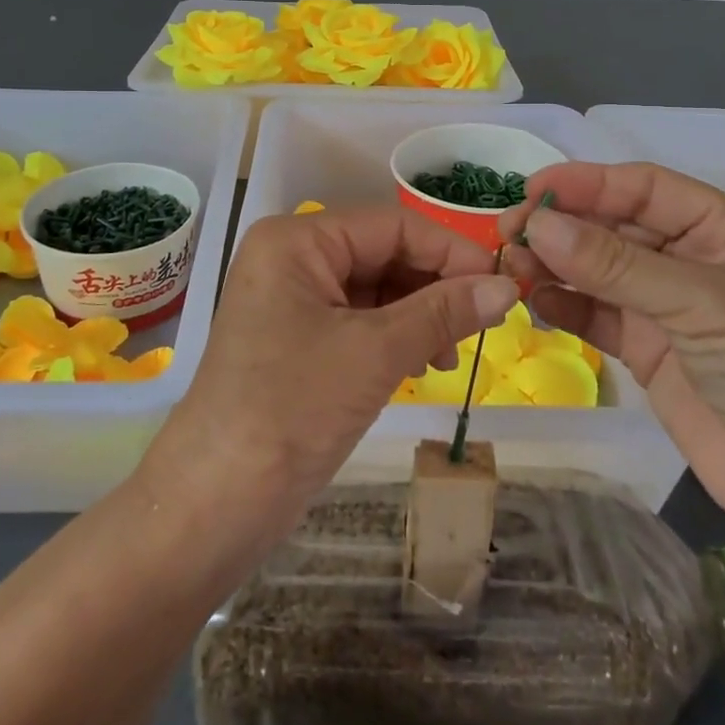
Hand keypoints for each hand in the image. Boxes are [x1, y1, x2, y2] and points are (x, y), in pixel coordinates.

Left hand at [140, 207, 519, 538]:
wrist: (217, 499)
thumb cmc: (293, 408)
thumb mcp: (375, 352)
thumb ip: (444, 312)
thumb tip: (507, 286)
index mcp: (297, 239)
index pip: (392, 225)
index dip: (450, 251)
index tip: (502, 284)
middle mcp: (292, 257)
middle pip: (383, 254)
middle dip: (435, 288)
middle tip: (482, 327)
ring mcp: (292, 299)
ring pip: (375, 289)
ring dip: (420, 316)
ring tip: (449, 358)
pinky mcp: (297, 338)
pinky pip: (359, 320)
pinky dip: (395, 337)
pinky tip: (421, 365)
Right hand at [501, 163, 724, 530]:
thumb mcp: (701, 303)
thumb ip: (615, 264)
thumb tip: (539, 224)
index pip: (645, 188)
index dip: (589, 183)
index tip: (533, 191)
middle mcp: (694, 260)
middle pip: (615, 226)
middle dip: (563, 226)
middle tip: (509, 233)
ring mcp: (668, 307)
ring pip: (598, 270)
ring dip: (555, 264)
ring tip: (513, 267)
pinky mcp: (647, 351)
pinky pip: (596, 315)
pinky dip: (565, 305)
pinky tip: (536, 301)